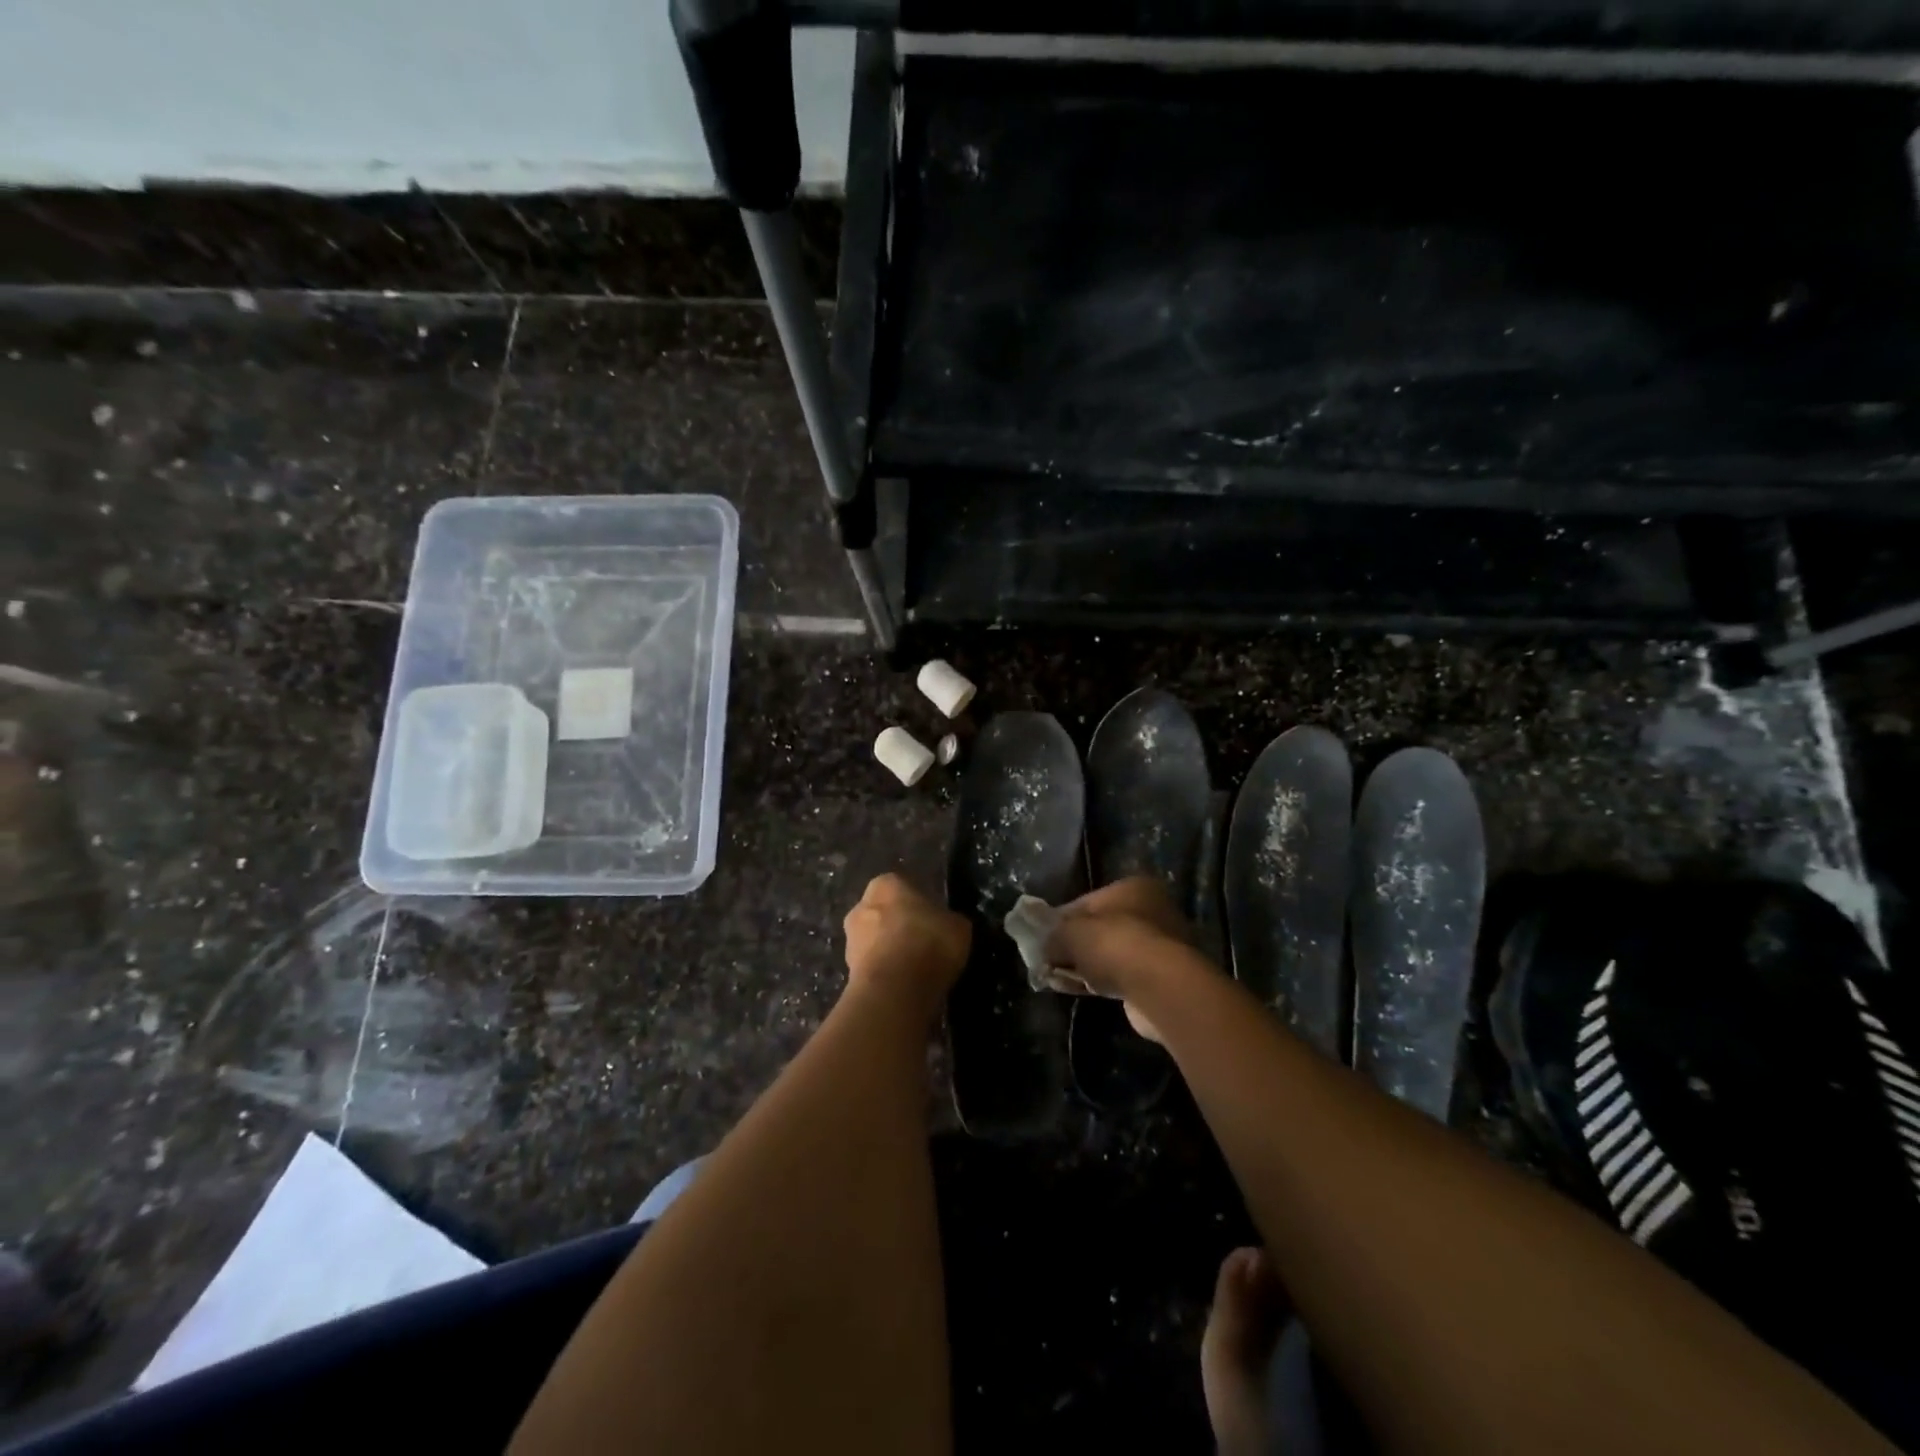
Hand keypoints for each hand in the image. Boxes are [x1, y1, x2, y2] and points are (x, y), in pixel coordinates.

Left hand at [842, 874, 969, 1016]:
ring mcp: (849, 938)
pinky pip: (872, 964)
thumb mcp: (958, 927)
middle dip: (900, 925)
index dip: (921, 904)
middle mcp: (862, 904)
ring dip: (889, 949)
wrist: (894, 991)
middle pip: (885, 912)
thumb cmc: (928, 944)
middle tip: (924, 943)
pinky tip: (902, 984)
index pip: (905, 887)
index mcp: (887, 883)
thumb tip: (947, 924)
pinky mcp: (846, 969)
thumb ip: (949, 920)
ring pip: (875, 939)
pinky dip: (884, 971)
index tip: (935, 921)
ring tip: (914, 969)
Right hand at [1042, 877, 1201, 1045]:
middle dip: (1073, 945)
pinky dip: (1101, 981)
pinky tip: (1079, 990)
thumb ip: (1052, 935)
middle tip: (1048, 960)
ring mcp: (1160, 945)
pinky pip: (1122, 975)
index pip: (1086, 901)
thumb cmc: (1114, 944)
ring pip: (1110, 953)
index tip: (1042, 938)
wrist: (1159, 987)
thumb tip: (1041, 944)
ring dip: (1085, 965)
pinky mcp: (1161, 977)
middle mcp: (1151, 910)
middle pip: (1100, 928)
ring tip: (1058, 979)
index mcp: (1133, 888)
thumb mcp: (1070, 933)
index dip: (1059, 920)